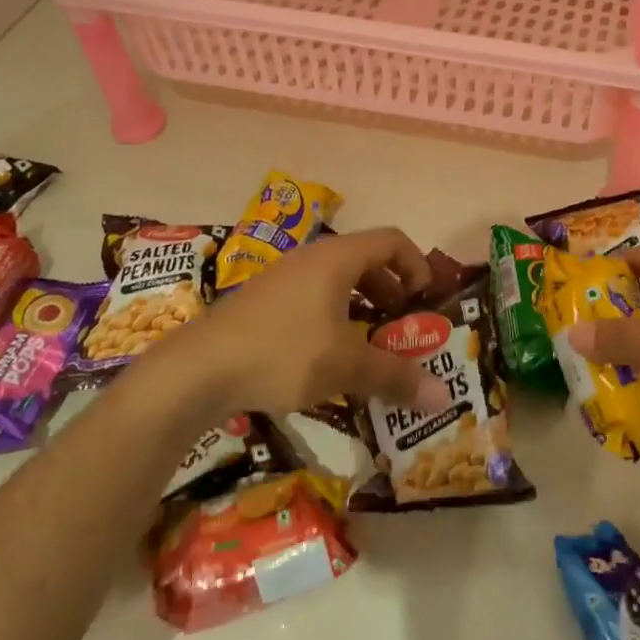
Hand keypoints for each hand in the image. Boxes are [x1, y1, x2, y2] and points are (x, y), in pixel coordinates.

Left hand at [136, 226, 450, 418]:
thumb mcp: (346, 366)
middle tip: (403, 327)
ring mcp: (283, 279)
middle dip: (392, 292)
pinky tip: (329, 359)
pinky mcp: (263, 303)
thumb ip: (395, 376)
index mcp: (337, 258)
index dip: (417, 265)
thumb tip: (442, 399)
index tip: (426, 300)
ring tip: (371, 345)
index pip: (392, 241)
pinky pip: (312, 300)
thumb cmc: (283, 353)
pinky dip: (334, 320)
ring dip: (362, 309)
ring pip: (337, 283)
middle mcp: (311, 259)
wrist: (197, 370)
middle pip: (366, 261)